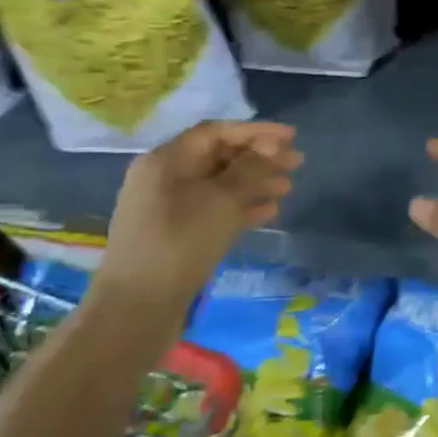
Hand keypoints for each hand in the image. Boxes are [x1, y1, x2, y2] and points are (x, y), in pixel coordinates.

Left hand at [97, 121, 301, 305]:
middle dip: (260, 158)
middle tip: (297, 163)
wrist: (140, 305)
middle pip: (219, 157)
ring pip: (221, 184)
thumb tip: (269, 149)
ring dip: (256, 182)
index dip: (256, 131)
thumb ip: (250, 169)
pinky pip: (216, 209)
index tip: (292, 136)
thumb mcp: (221, 199)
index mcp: (166, 161)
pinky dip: (243, 206)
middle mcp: (165, 178)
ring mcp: (170, 207)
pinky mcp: (179, 233)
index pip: (216, 132)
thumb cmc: (181, 241)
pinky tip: (270, 211)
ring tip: (288, 188)